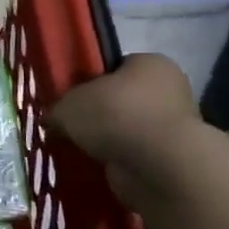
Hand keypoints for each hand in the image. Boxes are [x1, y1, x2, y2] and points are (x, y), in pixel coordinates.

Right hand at [47, 54, 200, 203]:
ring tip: (82, 150)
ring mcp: (175, 126)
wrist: (157, 165)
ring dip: (109, 140)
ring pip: (129, 129)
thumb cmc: (115, 116)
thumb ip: (58, 109)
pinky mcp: (173, 158)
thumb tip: (53, 120)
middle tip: (72, 127)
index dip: (90, 81)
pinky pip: (136, 155)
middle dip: (99, 114)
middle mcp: (169, 89)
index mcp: (149, 63)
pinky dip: (120, 161)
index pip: (115, 68)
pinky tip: (99, 166)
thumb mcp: (69, 105)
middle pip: (122, 99)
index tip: (71, 99)